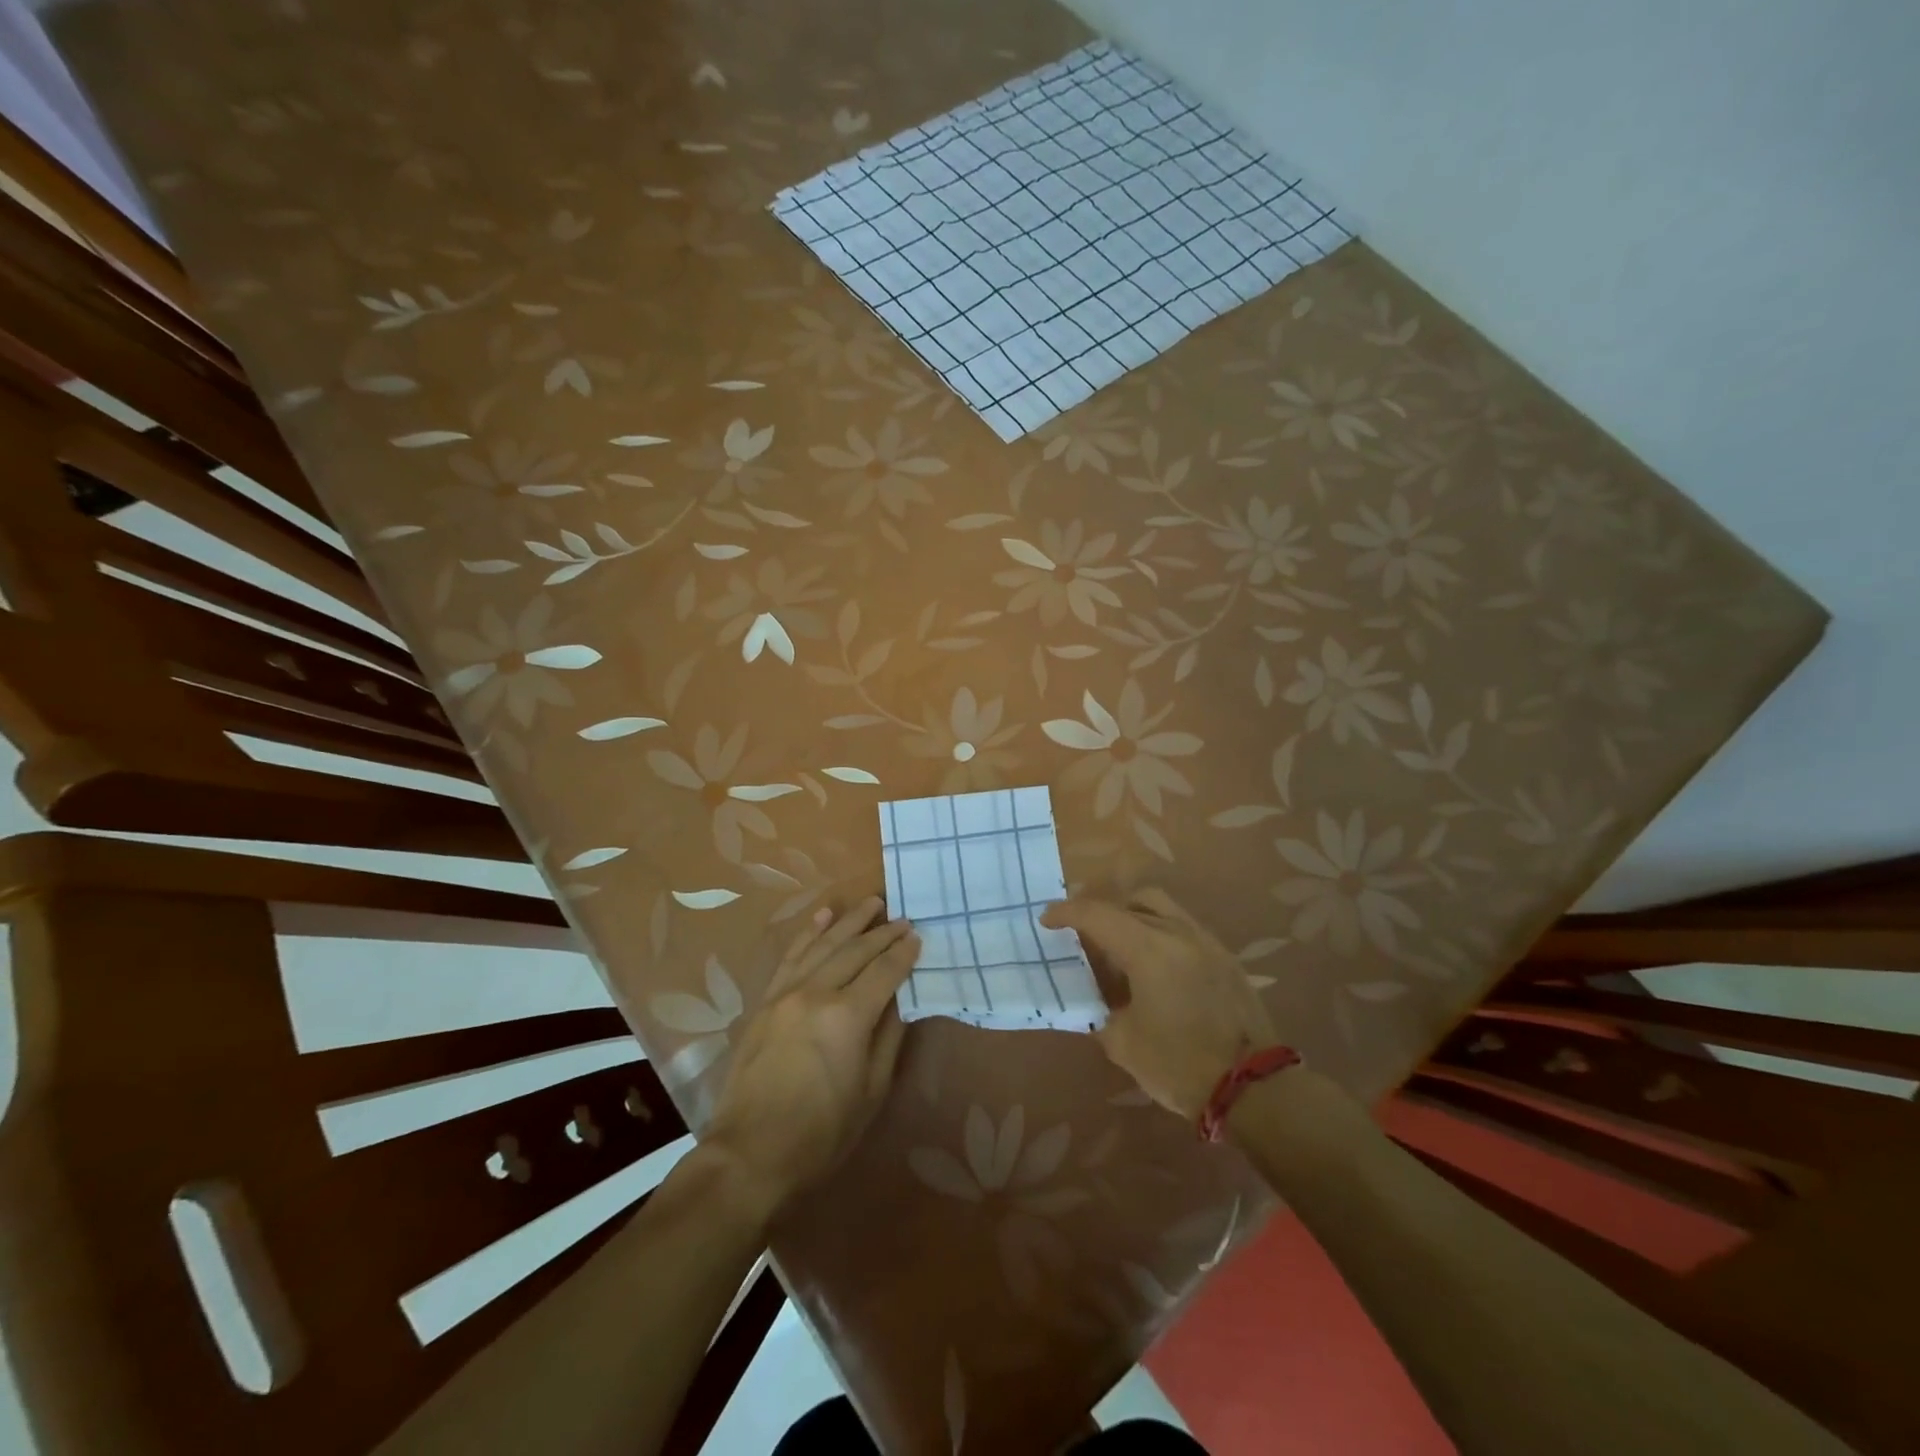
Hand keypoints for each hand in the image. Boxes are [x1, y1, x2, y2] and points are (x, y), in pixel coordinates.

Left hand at [703, 897, 919, 1219]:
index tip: (919, 937)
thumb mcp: (872, 1092)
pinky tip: (823, 915)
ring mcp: (786, 993)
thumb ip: (888, 1037)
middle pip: (856, 951)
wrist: (750, 1154)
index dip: (904, 953)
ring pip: (824, 944)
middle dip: (883, 932)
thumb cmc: (822, 1133)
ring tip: (872, 903)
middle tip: (903, 918)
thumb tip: (900, 1000)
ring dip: (850, 921)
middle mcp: (816, 992)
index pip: (884, 971)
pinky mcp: (766, 1001)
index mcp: (847, 1016)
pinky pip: (791, 956)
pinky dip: (809, 932)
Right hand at [1041, 887, 1275, 1119]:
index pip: (1098, 914)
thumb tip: (1094, 1001)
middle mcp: (1178, 932)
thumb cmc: (1180, 1064)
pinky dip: (1160, 933)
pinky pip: (1183, 928)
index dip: (1067, 913)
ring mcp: (1206, 941)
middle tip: (1085, 933)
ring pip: (1162, 908)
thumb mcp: (1123, 1043)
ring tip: (1120, 947)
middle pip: (1132, 901)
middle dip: (1103, 911)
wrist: (1254, 1088)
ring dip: (1134, 917)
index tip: (1047, 920)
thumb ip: (1101, 1012)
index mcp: (1148, 948)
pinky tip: (1154, 967)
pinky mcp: (1225, 957)